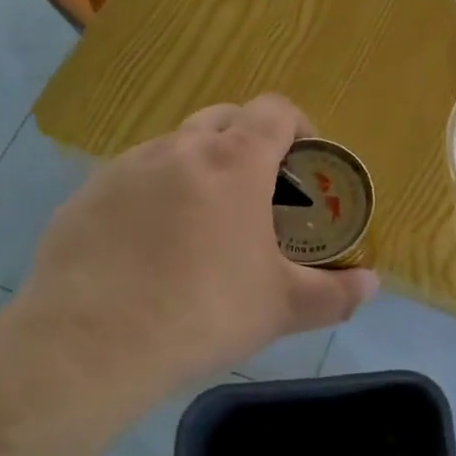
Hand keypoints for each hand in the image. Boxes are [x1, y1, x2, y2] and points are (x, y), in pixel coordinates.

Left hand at [16, 96, 377, 388]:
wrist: (89, 345)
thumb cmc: (204, 312)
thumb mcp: (282, 307)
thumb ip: (336, 293)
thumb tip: (371, 285)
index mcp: (233, 161)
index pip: (275, 110)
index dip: (298, 126)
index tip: (305, 161)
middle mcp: (178, 148)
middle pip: (224, 118)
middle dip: (248, 140)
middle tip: (258, 191)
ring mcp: (124, 168)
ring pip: (173, 147)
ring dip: (197, 167)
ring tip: (201, 223)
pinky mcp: (84, 196)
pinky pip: (130, 180)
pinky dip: (151, 196)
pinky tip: (146, 248)